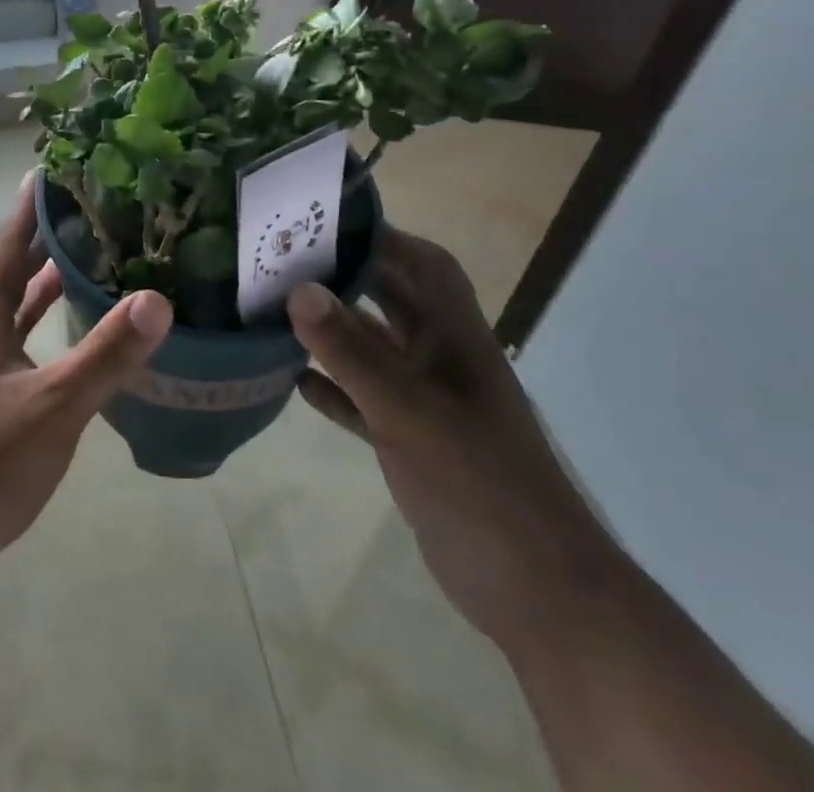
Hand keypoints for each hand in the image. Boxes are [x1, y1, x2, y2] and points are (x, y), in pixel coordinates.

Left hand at [0, 172, 172, 617]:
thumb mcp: (49, 408)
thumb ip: (104, 355)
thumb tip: (158, 298)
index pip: (7, 244)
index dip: (29, 206)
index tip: (56, 168)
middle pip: (12, 268)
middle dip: (45, 235)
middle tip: (92, 206)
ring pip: (17, 307)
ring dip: (48, 279)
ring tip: (93, 254)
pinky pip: (24, 345)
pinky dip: (48, 328)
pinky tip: (77, 332)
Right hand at [288, 227, 617, 646]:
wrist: (535, 590)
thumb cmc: (477, 481)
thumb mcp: (407, 410)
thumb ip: (350, 351)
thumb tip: (298, 288)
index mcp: (455, 337)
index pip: (425, 265)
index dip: (385, 237)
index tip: (330, 223)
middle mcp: (442, 359)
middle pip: (393, 302)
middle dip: (348, 279)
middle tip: (288, 262)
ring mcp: (428, 403)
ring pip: (374, 352)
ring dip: (334, 335)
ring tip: (279, 313)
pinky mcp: (413, 443)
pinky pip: (366, 401)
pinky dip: (336, 389)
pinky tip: (296, 382)